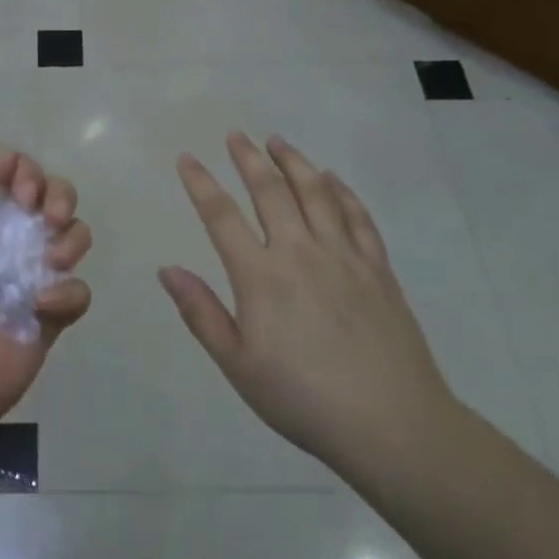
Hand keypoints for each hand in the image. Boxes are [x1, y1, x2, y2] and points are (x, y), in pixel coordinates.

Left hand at [0, 151, 91, 446]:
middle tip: (50, 221)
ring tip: (50, 266)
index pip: (19, 175)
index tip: (24, 198)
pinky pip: (79, 289)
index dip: (30, 176)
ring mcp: (34, 277)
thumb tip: (11, 158)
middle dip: (62, 198)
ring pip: (75, 237)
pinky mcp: (53, 315)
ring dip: (70, 242)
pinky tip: (42, 309)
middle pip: (55, 197)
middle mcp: (9, 240)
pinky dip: (67, 295)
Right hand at [159, 133, 456, 476]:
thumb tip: (167, 269)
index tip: (187, 159)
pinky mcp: (378, 268)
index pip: (221, 216)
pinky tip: (333, 179)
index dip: (201, 183)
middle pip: (271, 191)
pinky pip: (357, 217)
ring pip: (316, 193)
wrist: (391, 424)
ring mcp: (344, 256)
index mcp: (261, 276)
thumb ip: (201, 313)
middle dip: (249, 158)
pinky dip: (342, 191)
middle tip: (236, 135)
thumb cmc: (303, 399)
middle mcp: (300, 252)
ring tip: (278, 141)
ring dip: (294, 162)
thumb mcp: (238, 365)